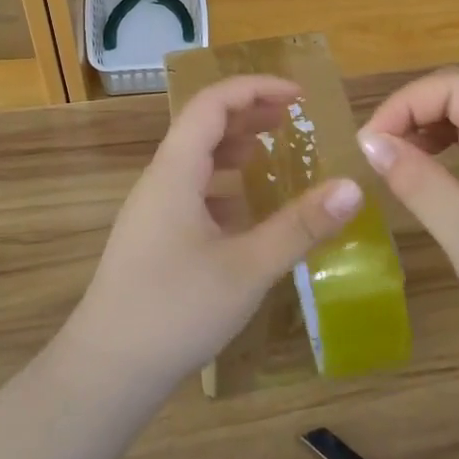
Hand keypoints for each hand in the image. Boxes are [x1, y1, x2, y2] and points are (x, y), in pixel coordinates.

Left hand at [61, 74, 364, 392]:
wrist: (107, 370)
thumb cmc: (175, 310)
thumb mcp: (248, 268)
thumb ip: (300, 226)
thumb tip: (352, 187)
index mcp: (175, 171)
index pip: (212, 103)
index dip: (255, 89)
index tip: (298, 96)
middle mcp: (160, 181)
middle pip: (203, 127)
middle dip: (249, 115)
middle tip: (293, 120)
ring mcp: (152, 211)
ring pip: (196, 162)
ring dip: (235, 150)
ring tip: (274, 157)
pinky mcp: (153, 239)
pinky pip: (192, 194)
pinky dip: (225, 188)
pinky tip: (248, 214)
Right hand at [357, 68, 458, 352]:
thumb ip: (420, 183)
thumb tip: (370, 142)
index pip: (458, 87)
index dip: (406, 104)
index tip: (368, 143)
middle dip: (419, 107)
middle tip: (379, 145)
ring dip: (436, 121)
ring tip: (400, 152)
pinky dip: (456, 141)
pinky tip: (435, 163)